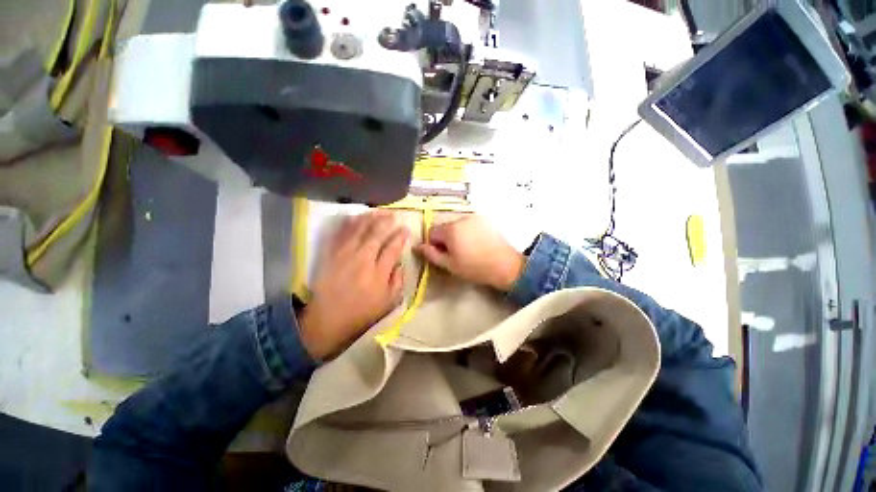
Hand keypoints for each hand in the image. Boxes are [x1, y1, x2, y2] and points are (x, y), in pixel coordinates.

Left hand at [298, 211, 407, 358]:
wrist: (328, 320)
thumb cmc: (362, 313)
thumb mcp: (389, 302)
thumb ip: (398, 281)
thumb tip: (400, 262)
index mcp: (379, 272)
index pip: (393, 247)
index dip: (400, 236)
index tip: (405, 229)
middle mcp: (363, 259)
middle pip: (376, 234)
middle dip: (387, 221)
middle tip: (394, 215)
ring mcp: (345, 255)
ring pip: (359, 230)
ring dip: (370, 218)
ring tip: (378, 211)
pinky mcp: (331, 255)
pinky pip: (340, 234)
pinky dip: (348, 223)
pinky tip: (355, 217)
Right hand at [415, 215, 524, 291]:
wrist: (505, 265)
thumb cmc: (474, 268)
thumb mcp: (449, 265)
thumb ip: (431, 254)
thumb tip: (418, 246)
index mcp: (451, 229)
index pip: (432, 231)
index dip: (434, 244)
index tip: (443, 255)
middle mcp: (461, 219)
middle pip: (444, 227)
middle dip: (445, 239)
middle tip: (455, 254)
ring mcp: (474, 218)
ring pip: (457, 226)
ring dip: (456, 235)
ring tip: (467, 250)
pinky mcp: (485, 221)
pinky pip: (469, 225)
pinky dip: (467, 232)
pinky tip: (476, 244)